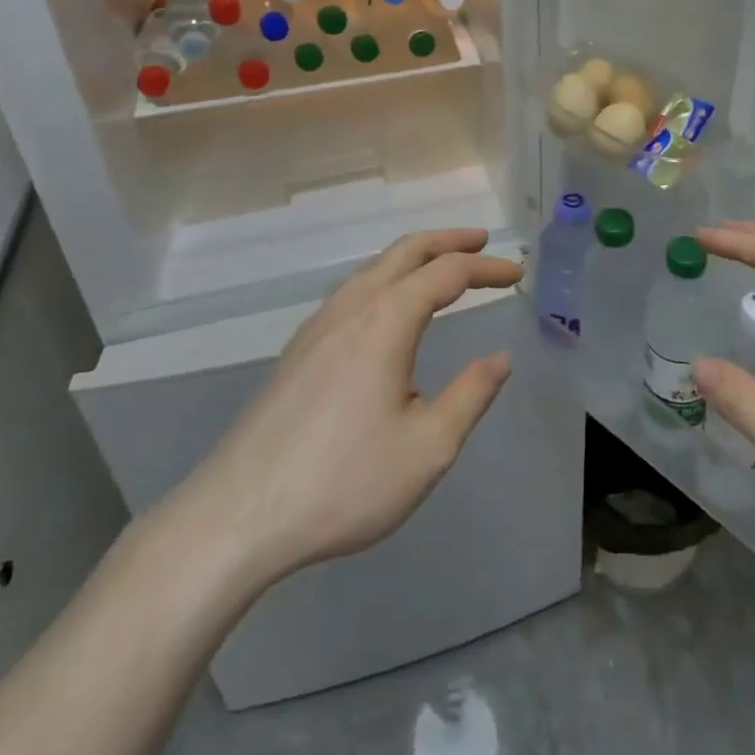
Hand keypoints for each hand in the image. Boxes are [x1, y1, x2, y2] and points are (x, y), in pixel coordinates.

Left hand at [168, 229, 519, 603]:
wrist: (237, 515)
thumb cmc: (342, 482)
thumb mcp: (427, 448)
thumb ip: (471, 395)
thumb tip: (500, 358)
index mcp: (387, 320)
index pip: (448, 272)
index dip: (486, 267)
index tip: (516, 273)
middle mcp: (352, 307)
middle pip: (406, 251)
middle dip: (449, 240)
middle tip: (483, 240)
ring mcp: (318, 325)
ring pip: (375, 267)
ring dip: (415, 257)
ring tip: (442, 266)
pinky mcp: (299, 348)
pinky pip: (353, 290)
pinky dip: (387, 278)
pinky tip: (389, 308)